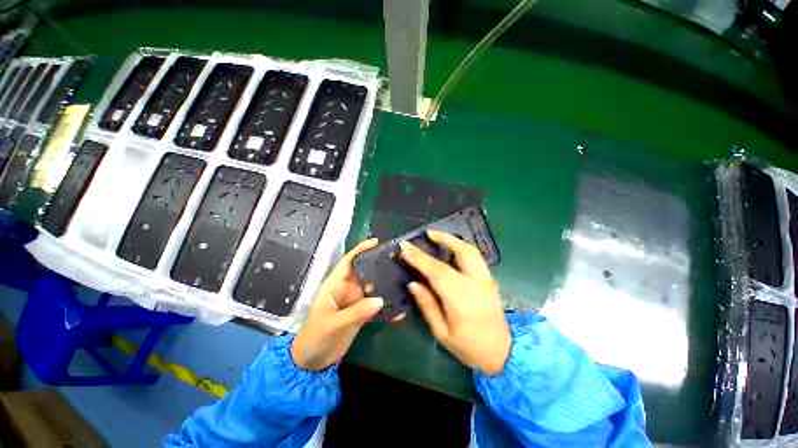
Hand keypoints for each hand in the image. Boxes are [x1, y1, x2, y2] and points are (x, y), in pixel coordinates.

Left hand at [291, 239, 393, 370]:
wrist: (312, 362)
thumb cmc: (315, 336)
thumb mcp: (333, 323)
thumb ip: (357, 311)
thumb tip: (381, 300)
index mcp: (335, 285)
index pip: (348, 261)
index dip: (361, 250)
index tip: (377, 242)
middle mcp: (347, 289)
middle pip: (365, 273)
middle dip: (379, 266)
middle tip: (398, 261)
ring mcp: (355, 302)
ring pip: (373, 289)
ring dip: (386, 286)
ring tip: (404, 280)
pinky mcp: (361, 314)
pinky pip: (376, 307)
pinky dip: (386, 309)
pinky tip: (400, 310)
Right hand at [401, 230, 510, 375]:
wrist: (504, 353)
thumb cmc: (469, 348)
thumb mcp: (442, 332)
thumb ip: (427, 305)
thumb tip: (413, 283)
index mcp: (461, 301)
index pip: (437, 272)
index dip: (419, 258)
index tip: (405, 247)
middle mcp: (476, 285)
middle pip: (457, 254)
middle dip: (439, 240)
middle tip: (424, 234)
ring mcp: (487, 280)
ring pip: (470, 250)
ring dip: (453, 239)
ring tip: (437, 235)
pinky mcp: (490, 279)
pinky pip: (475, 256)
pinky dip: (461, 246)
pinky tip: (451, 246)